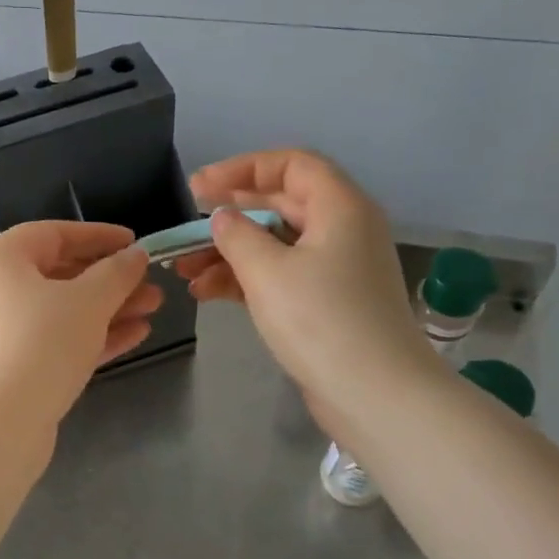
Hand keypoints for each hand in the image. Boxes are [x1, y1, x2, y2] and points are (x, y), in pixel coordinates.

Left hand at [0, 221, 162, 432]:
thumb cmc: (40, 344)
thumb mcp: (88, 301)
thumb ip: (116, 273)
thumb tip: (135, 256)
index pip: (53, 234)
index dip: (98, 235)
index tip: (135, 243)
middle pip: (58, 274)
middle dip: (109, 279)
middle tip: (151, 283)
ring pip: (60, 311)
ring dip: (107, 308)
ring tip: (153, 308)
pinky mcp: (9, 368)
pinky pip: (54, 340)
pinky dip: (90, 335)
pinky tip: (135, 336)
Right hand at [175, 150, 432, 410]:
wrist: (374, 394)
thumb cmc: (321, 320)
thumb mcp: (268, 271)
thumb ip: (236, 236)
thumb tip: (222, 218)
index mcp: (340, 207)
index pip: (291, 165)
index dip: (242, 169)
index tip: (199, 188)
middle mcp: (342, 229)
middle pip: (280, 204)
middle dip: (229, 214)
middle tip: (187, 222)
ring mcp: (335, 269)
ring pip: (275, 244)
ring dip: (229, 253)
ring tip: (184, 268)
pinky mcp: (326, 302)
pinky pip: (280, 276)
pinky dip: (244, 280)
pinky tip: (206, 293)